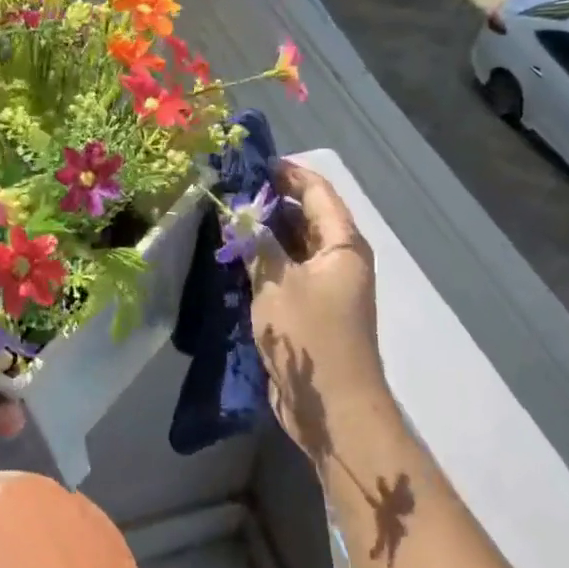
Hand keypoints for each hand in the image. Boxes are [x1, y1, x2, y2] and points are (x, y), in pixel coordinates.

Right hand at [249, 161, 389, 457]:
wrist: (331, 406)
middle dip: (270, 201)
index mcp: (342, 245)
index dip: (288, 173)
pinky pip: (285, 274)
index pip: (318, 192)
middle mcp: (338, 260)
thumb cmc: (310, 336)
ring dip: (264, 233)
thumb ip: (257, 244)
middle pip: (306, 217)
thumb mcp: (277, 283)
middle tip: (229, 191)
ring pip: (293, 246)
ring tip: (226, 219)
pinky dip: (263, 262)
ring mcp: (324, 287)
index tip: (252, 161)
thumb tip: (239, 214)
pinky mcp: (308, 310)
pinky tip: (234, 258)